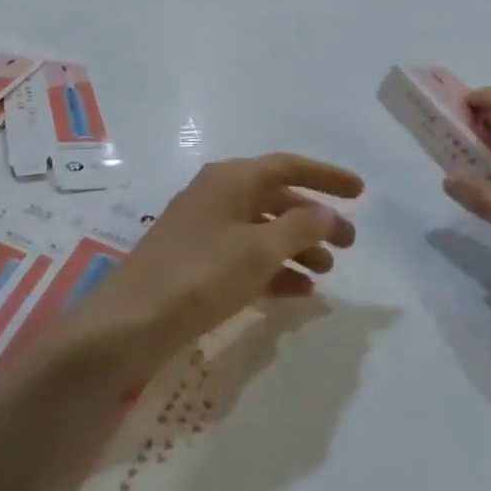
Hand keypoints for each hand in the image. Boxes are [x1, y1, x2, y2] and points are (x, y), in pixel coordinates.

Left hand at [70, 153, 361, 376]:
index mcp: (230, 180)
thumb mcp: (258, 250)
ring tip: (326, 274)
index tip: (361, 192)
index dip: (326, 176)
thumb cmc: (199, 276)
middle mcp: (217, 196)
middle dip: (315, 220)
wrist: (129, 324)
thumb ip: (300, 228)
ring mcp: (204, 230)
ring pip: (263, 231)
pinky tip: (298, 292)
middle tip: (349, 245)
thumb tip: (325, 214)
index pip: (288, 166)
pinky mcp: (196, 263)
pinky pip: (245, 258)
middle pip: (277, 199)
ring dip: (296, 248)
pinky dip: (273, 270)